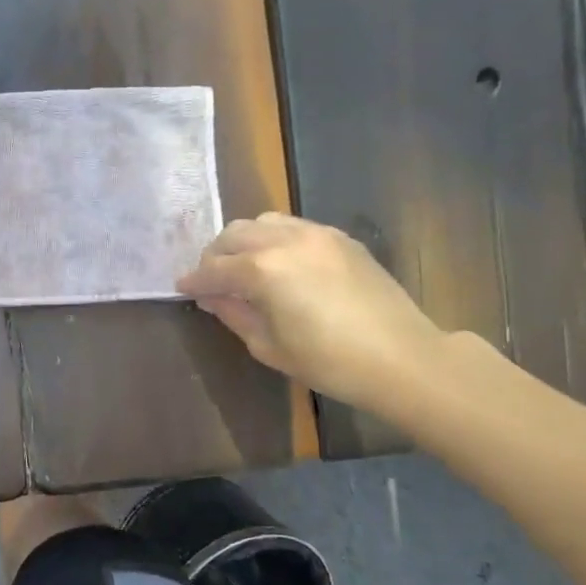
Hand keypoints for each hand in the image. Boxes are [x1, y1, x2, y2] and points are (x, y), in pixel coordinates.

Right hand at [177, 214, 444, 409]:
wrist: (403, 358)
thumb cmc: (329, 362)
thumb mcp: (268, 346)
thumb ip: (234, 314)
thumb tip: (212, 297)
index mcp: (262, 270)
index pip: (214, 269)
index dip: (194, 281)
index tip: (183, 288)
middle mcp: (284, 241)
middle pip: (233, 235)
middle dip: (216, 256)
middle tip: (213, 281)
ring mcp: (316, 234)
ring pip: (262, 222)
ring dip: (245, 242)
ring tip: (246, 267)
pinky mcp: (340, 238)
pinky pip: (294, 226)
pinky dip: (276, 239)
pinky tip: (282, 264)